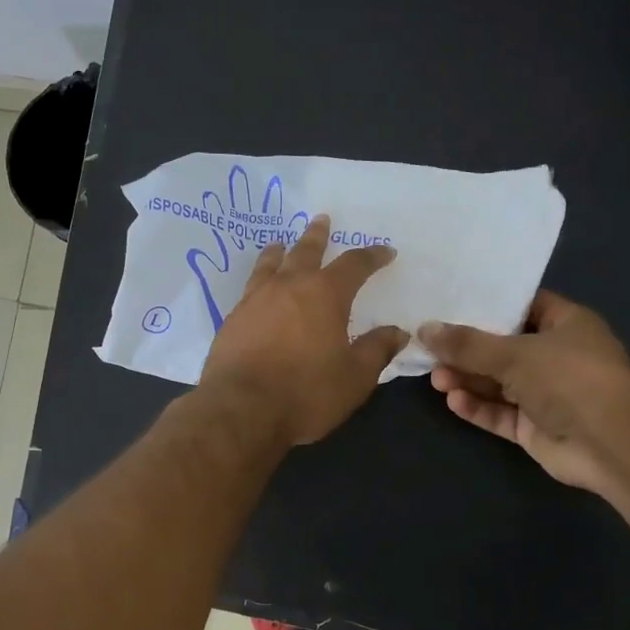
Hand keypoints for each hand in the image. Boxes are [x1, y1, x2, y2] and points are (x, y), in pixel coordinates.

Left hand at [199, 214, 407, 445]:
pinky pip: (250, 288)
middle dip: (318, 236)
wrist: (241, 409)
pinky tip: (258, 289)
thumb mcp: (354, 378)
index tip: (385, 252)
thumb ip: (377, 350)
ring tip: (280, 245)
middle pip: (305, 251)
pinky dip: (259, 279)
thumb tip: (397, 332)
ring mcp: (255, 300)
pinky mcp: (232, 319)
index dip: (372, 256)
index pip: (354, 265)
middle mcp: (288, 287)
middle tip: (322, 220)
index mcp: (325, 295)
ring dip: (279, 252)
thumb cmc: (306, 393)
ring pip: (270, 264)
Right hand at [419, 291, 629, 492]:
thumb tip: (425, 329)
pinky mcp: (534, 428)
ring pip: (498, 383)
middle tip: (431, 349)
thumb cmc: (570, 379)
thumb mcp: (514, 353)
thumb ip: (467, 344)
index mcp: (565, 325)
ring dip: (467, 380)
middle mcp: (556, 357)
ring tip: (435, 378)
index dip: (489, 305)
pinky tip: (454, 401)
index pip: (523, 306)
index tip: (450, 304)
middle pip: (503, 348)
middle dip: (467, 350)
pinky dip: (477, 407)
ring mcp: (545, 395)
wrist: (611, 444)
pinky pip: (499, 413)